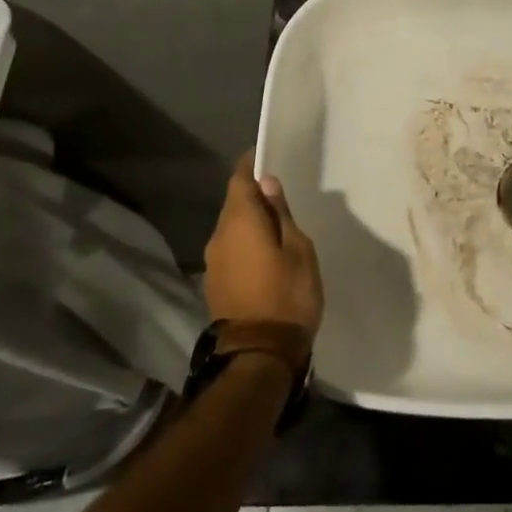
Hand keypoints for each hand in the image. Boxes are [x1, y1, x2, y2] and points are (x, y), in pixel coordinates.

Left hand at [204, 154, 323, 337]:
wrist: (259, 355)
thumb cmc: (287, 295)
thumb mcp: (298, 249)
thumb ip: (281, 214)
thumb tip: (267, 184)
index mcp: (240, 221)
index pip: (239, 179)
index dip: (251, 165)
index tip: (265, 156)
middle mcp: (219, 236)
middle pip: (234, 204)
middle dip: (253, 195)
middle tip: (281, 195)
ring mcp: (213, 262)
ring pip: (231, 228)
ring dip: (250, 222)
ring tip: (277, 227)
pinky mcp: (215, 284)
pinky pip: (230, 250)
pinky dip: (245, 244)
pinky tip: (264, 254)